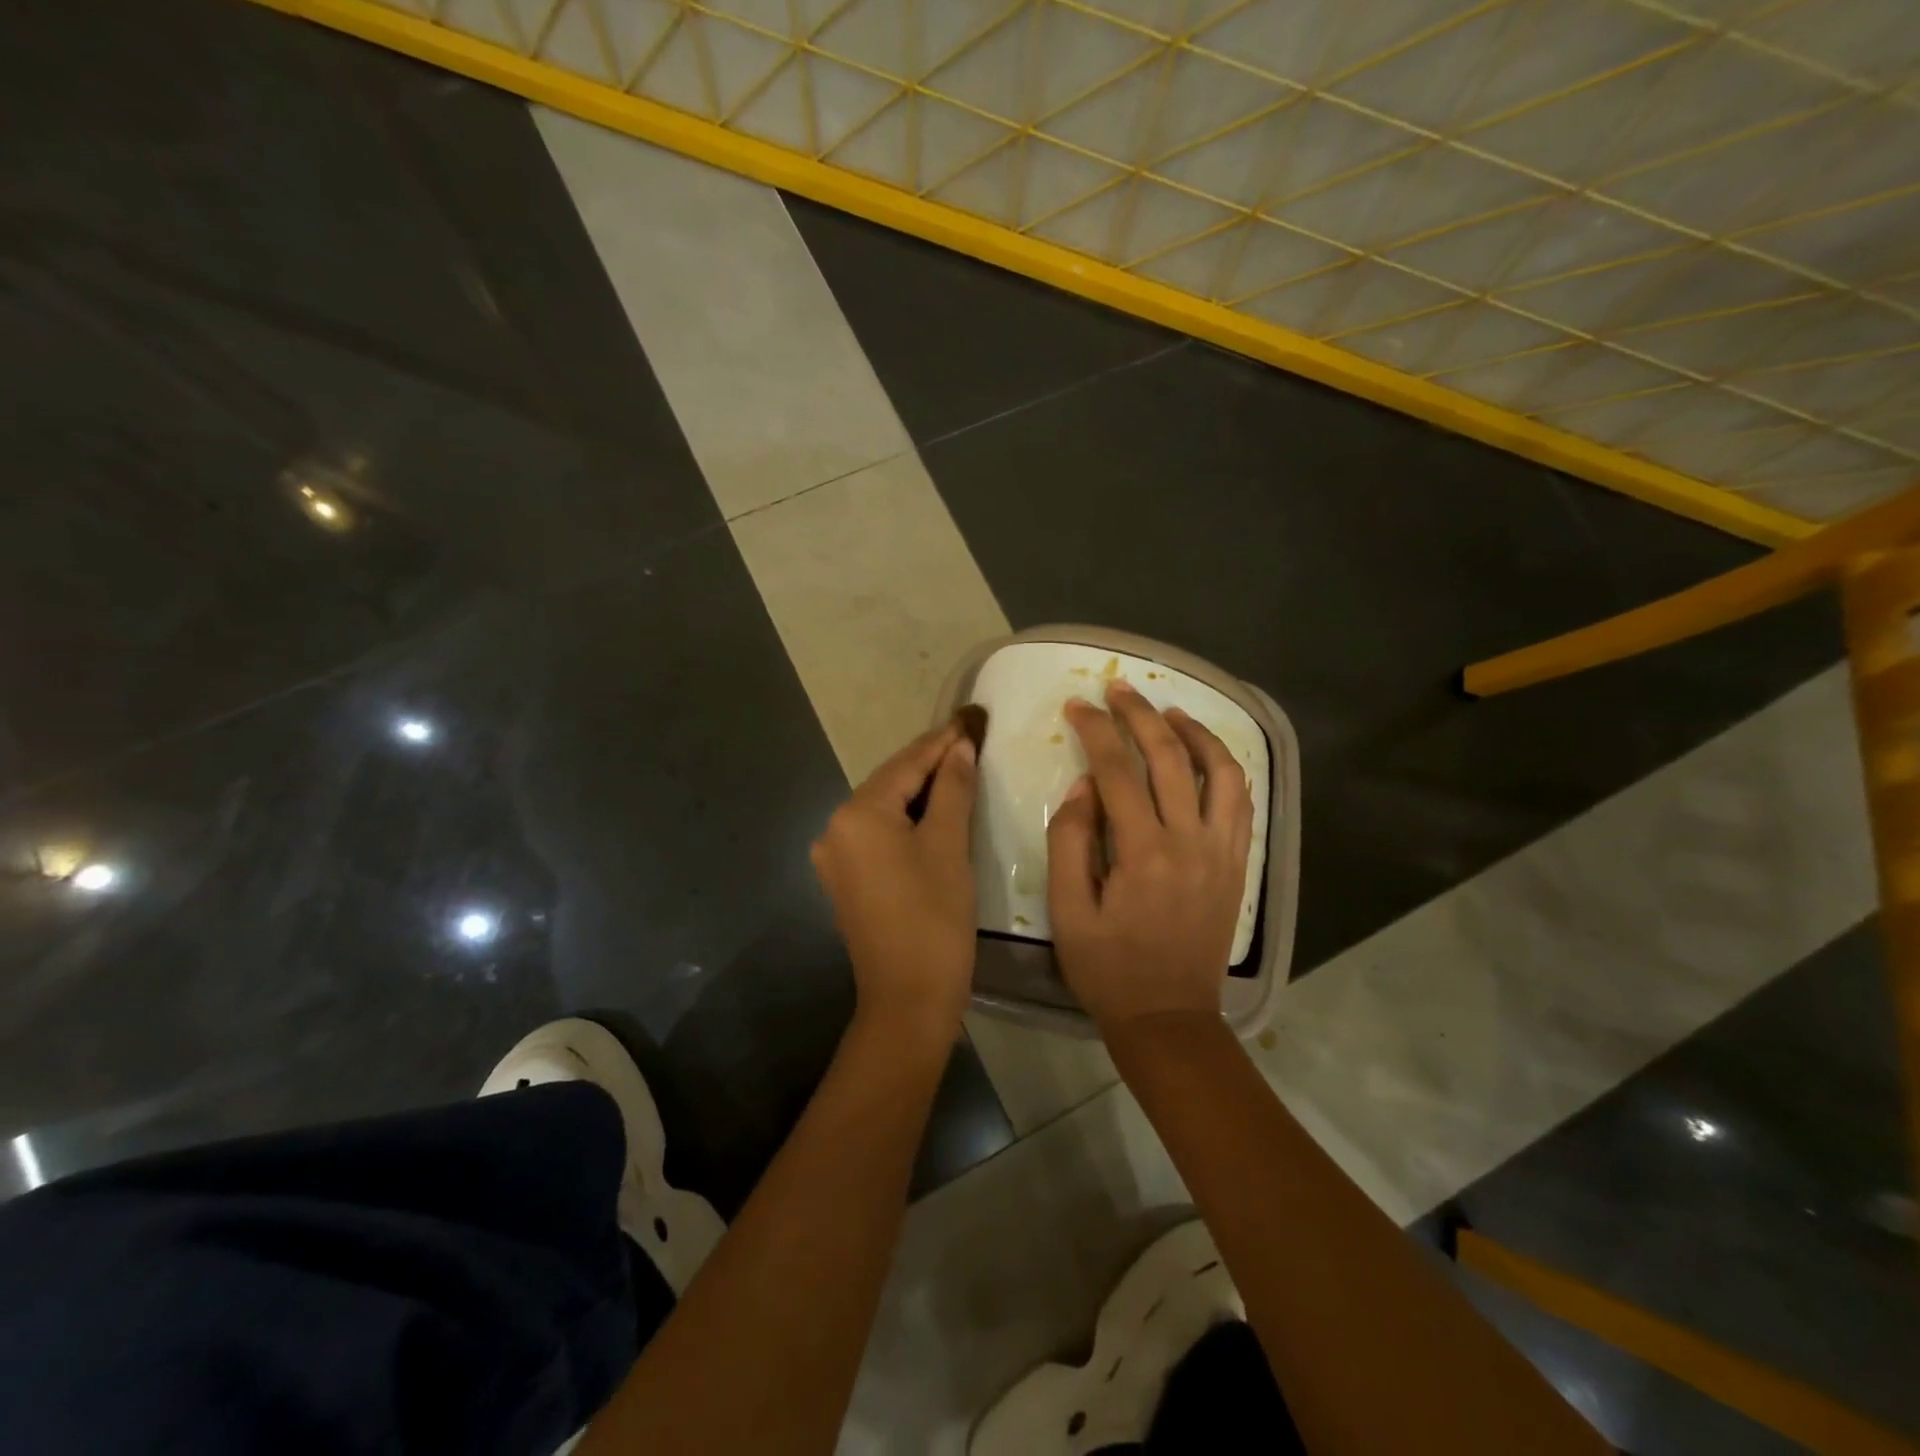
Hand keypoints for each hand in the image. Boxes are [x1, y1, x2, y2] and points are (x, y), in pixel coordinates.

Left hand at [811, 718, 979, 1043]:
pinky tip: (934, 812)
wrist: (907, 1000)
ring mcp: (835, 856)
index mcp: (857, 814)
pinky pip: (878, 833)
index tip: (972, 718)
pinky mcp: (845, 879)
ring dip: (920, 791)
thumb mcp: (949, 846)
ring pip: (884, 808)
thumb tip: (959, 747)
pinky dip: (906, 819)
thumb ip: (952, 788)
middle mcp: (835, 827)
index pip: (906, 764)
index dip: (942, 741)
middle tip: (969, 740)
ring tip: (958, 769)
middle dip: (930, 763)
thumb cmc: (934, 918)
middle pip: (890, 783)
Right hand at [1047, 680, 1253, 1034]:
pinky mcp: (1237, 864)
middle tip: (1118, 689)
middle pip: (1169, 758)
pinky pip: (1242, 802)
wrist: (1170, 1017)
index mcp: (1143, 853)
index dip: (1095, 731)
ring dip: (1195, 733)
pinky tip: (1207, 756)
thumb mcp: (1068, 911)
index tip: (1077, 706)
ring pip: (1220, 772)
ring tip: (1169, 711)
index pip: (1117, 771)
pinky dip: (1226, 769)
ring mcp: (1222, 851)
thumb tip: (1084, 786)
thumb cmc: (1108, 968)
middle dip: (1140, 715)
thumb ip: (1071, 842)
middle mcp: (1190, 841)